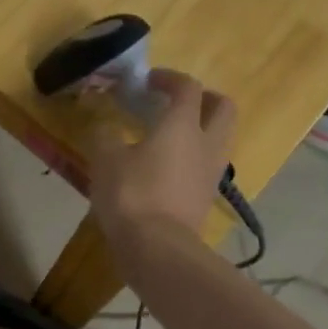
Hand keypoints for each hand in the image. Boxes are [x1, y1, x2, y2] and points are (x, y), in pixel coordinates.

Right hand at [86, 68, 236, 250]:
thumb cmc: (132, 195)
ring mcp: (210, 175)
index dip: (169, 78)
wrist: (157, 250)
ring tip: (168, 139)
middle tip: (176, 104)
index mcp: (183, 125)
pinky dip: (190, 161)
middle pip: (223, 109)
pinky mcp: (204, 201)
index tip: (149, 81)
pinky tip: (163, 171)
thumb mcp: (105, 159)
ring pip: (218, 140)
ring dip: (200, 132)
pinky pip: (204, 169)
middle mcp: (206, 144)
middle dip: (204, 99)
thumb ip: (104, 134)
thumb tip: (104, 126)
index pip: (188, 87)